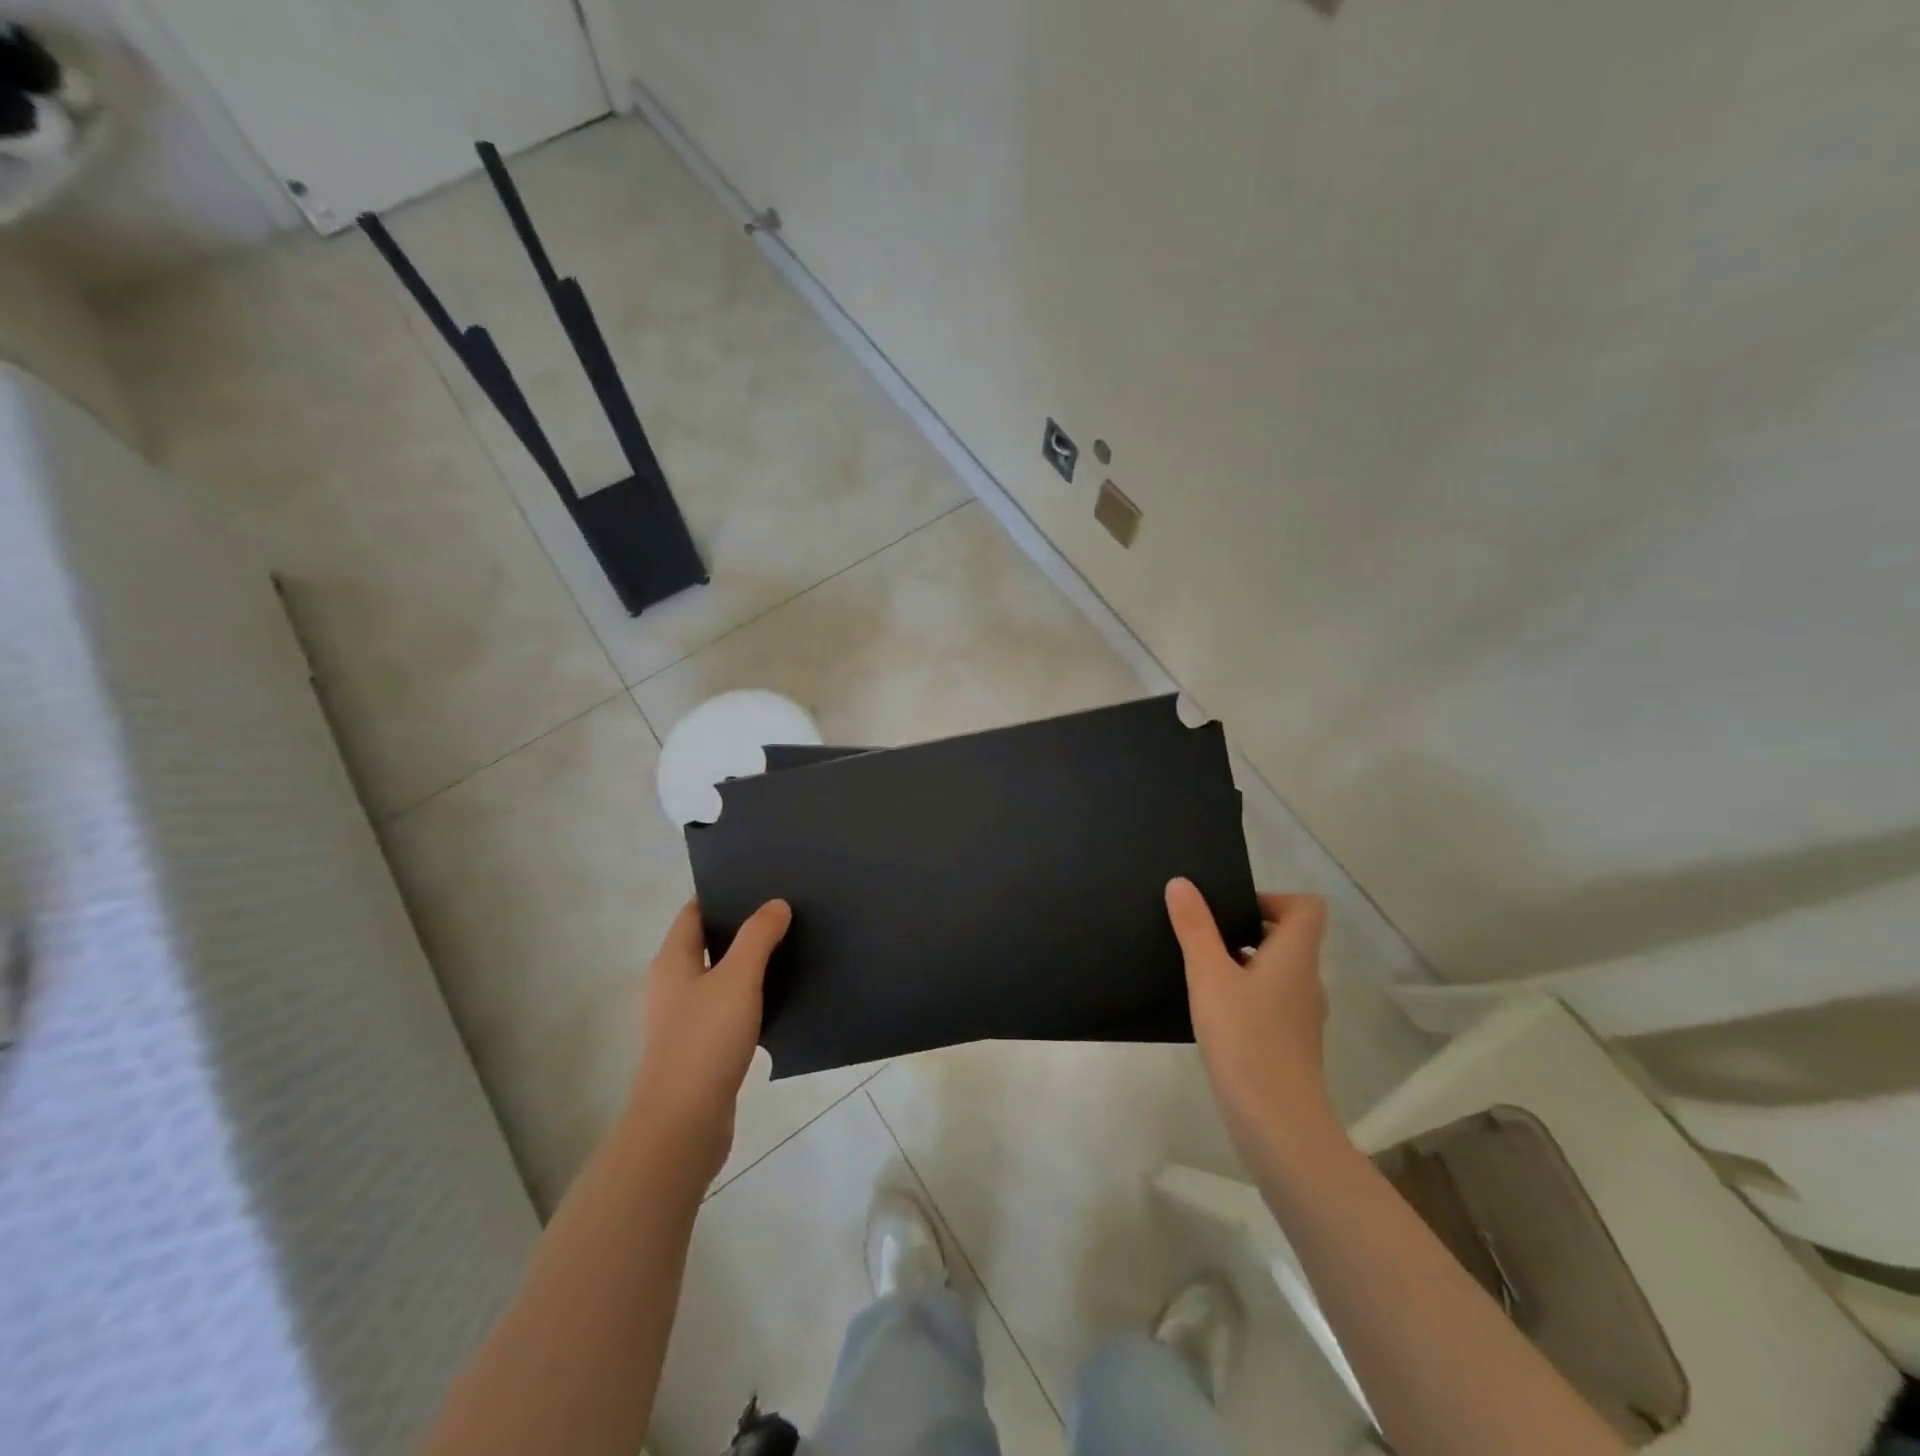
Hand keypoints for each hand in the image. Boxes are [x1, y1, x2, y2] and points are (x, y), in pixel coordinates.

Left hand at [630, 898, 791, 1179]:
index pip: (695, 912)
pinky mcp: (702, 1047)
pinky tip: (782, 996)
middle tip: (785, 911)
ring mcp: (686, 1018)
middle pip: (709, 942)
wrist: (683, 1124)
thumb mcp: (738, 979)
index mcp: (673, 961)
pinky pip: (729, 1008)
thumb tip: (776, 904)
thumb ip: (758, 937)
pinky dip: (752, 997)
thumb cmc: (705, 1041)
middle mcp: (674, 985)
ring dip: (750, 963)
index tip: (760, 882)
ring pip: (721, 977)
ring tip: (791, 946)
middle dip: (743, 927)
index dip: (723, 894)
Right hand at [1165, 878, 1339, 1165]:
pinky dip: (1245, 995)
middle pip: (1288, 937)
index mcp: (1296, 956)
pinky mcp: (1291, 1043)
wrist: (1276, 1123)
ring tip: (1200, 973)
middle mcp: (1307, 980)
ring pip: (1276, 971)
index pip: (1307, 907)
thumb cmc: (1244, 1038)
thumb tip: (1182, 883)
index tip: (1232, 910)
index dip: (1273, 898)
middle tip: (1204, 936)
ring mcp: (1302, 1015)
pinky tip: (1212, 1012)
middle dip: (1245, 930)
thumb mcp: (1208, 975)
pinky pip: (1271, 1001)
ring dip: (1242, 963)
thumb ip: (1195, 928)